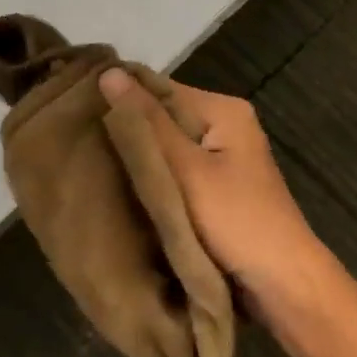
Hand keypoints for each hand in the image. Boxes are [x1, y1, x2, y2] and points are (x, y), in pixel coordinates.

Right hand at [99, 70, 334, 324]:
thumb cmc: (236, 220)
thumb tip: (108, 71)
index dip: (120, 99)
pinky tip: (123, 189)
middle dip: (128, 132)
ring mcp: (222, 159)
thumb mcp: (187, 169)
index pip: (160, 89)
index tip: (74, 113)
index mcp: (223, 110)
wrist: (282, 285)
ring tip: (90, 166)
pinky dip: (155, 180)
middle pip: (164, 118)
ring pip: (168, 149)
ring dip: (139, 159)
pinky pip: (177, 173)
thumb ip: (148, 123)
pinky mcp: (217, 189)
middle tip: (77, 145)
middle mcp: (225, 126)